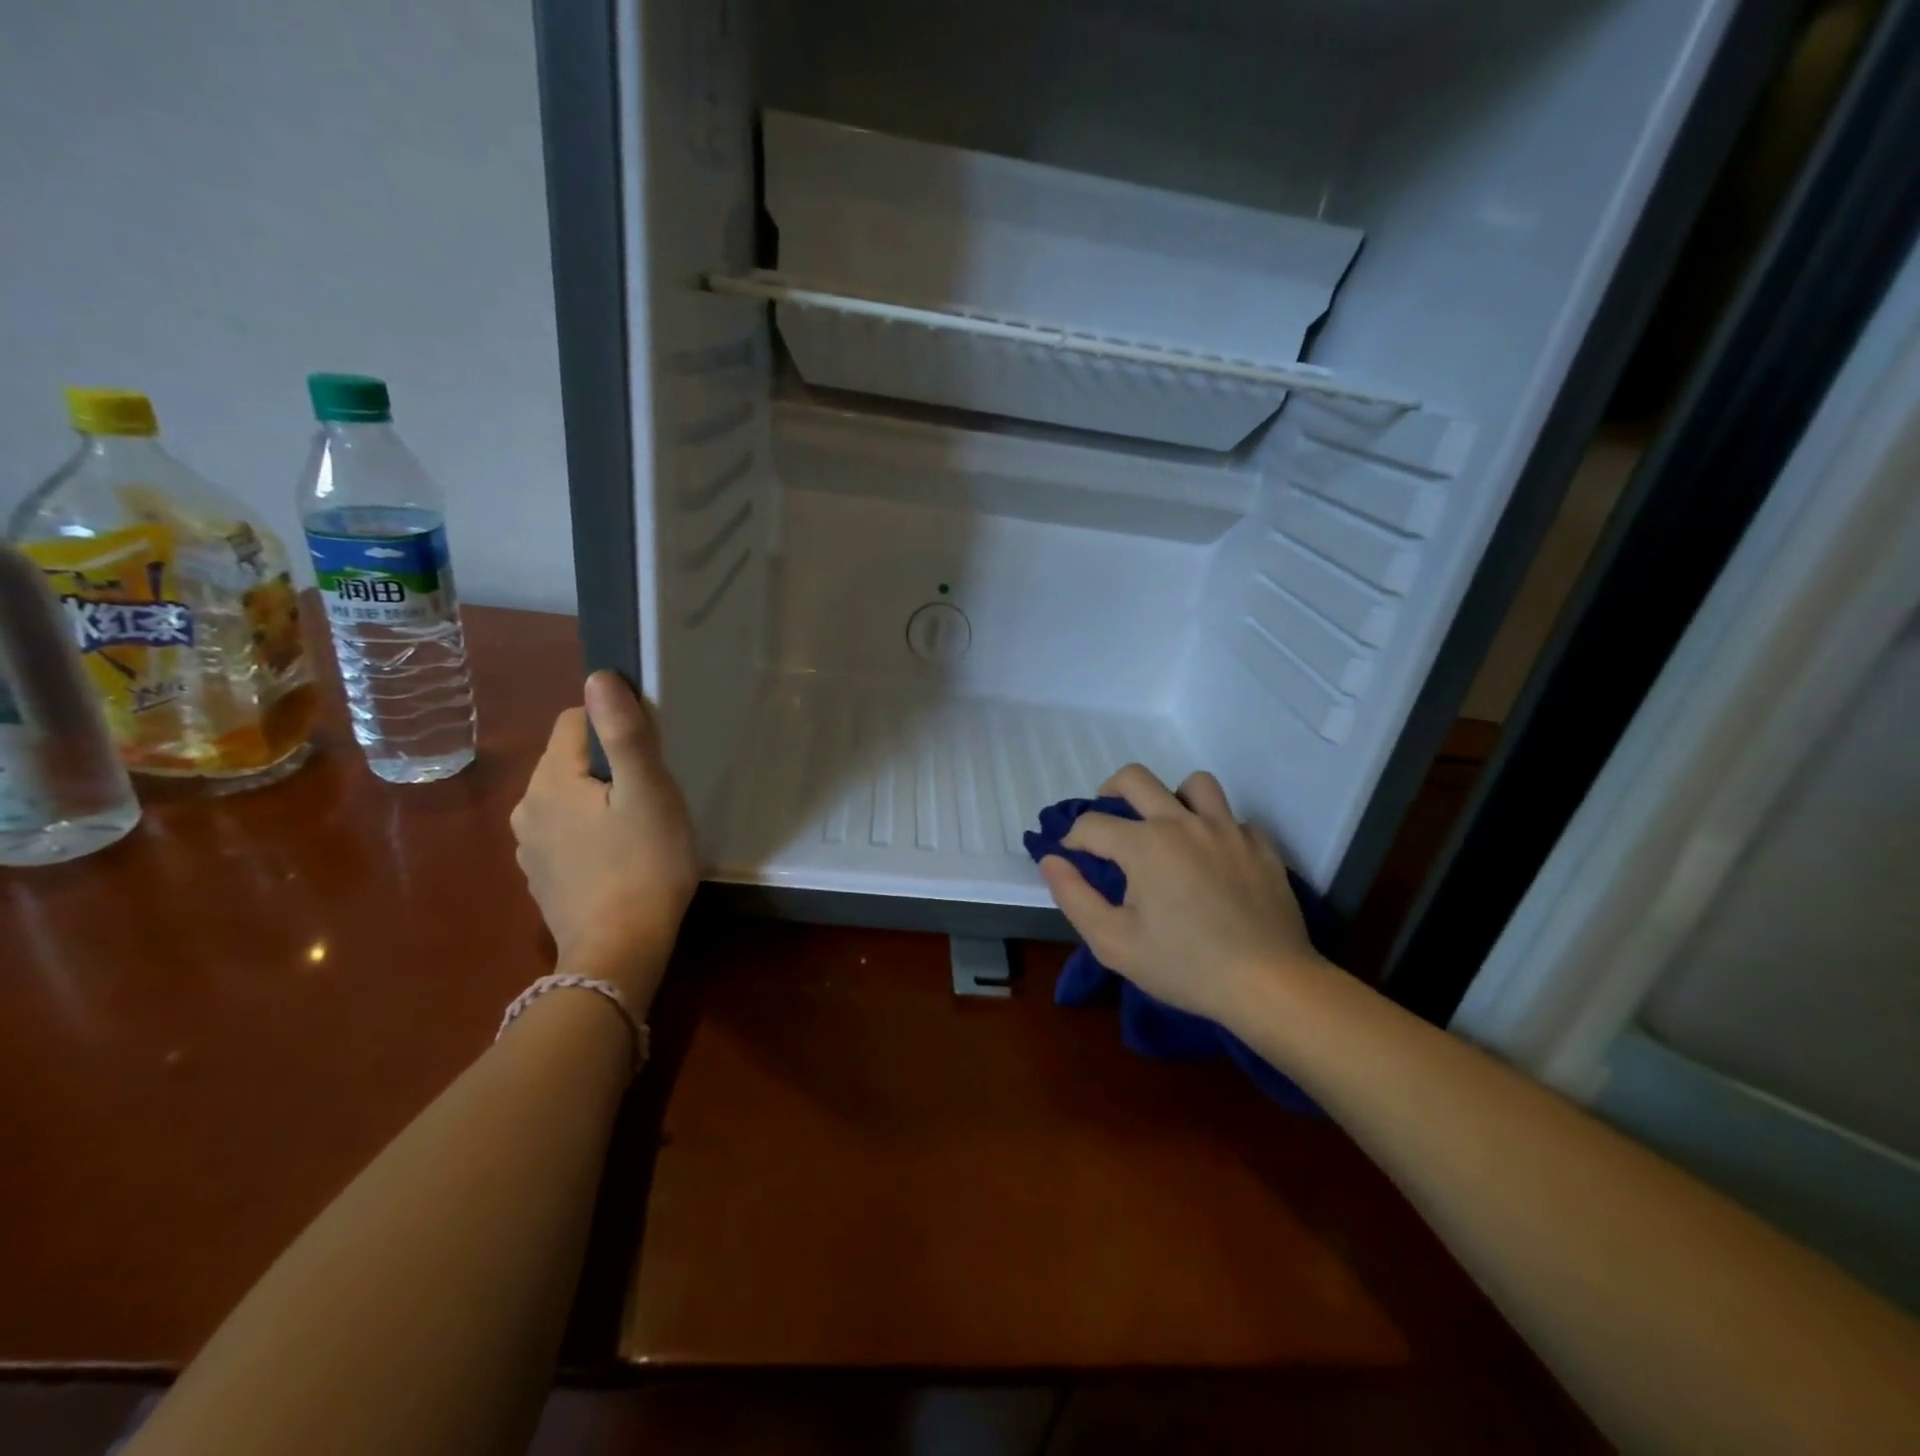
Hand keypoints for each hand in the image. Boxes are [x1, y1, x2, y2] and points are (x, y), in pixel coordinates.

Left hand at [510, 672, 698, 1008]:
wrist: (619, 953)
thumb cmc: (644, 864)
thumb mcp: (648, 792)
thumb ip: (625, 732)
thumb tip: (599, 677)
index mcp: (550, 780)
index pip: (573, 720)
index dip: (615, 726)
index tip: (650, 756)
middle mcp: (527, 807)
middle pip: (571, 760)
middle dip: (610, 766)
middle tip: (652, 796)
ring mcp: (530, 847)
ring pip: (568, 798)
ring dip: (600, 800)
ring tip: (639, 828)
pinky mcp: (542, 877)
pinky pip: (566, 833)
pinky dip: (590, 833)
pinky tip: (619, 859)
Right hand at [1036, 765, 1331, 1029]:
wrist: (1269, 983)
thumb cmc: (1184, 966)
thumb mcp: (1113, 942)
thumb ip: (1073, 896)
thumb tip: (1051, 860)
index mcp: (1143, 844)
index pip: (1091, 823)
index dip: (1073, 840)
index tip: (1073, 860)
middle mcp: (1183, 822)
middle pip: (1135, 778)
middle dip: (1109, 792)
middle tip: (1108, 824)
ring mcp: (1227, 828)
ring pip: (1194, 784)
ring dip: (1172, 798)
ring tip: (1167, 829)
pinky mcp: (1260, 845)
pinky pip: (1233, 818)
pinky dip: (1216, 829)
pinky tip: (1213, 859)